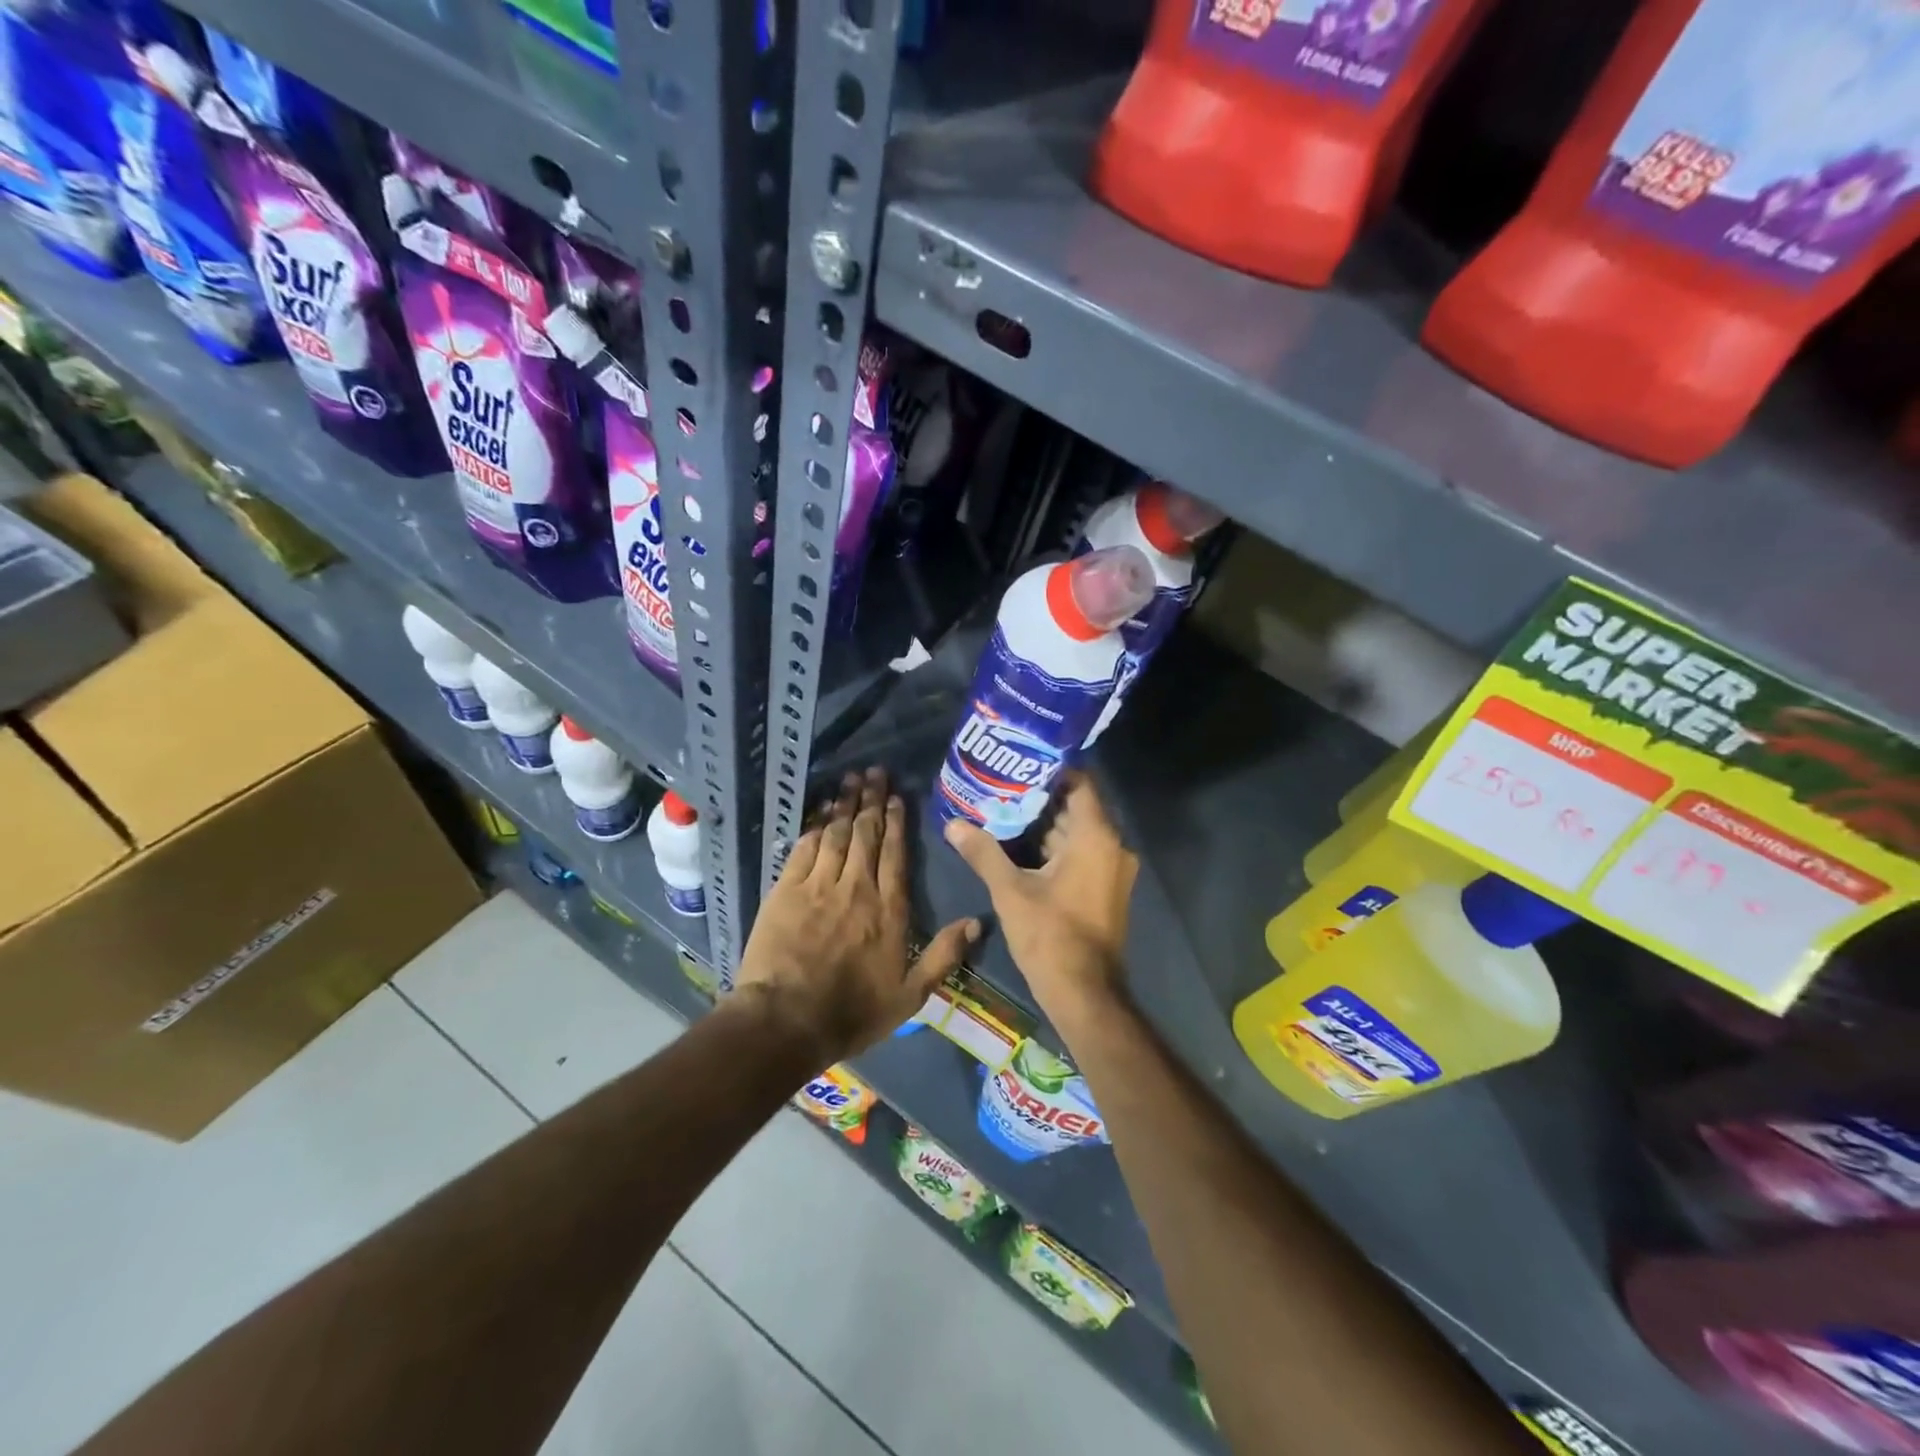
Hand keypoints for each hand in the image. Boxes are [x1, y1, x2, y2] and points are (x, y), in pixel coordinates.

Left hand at [733, 767, 978, 1064]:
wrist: (787, 1021)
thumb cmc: (852, 1012)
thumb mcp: (910, 996)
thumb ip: (944, 956)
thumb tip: (978, 922)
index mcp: (888, 910)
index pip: (895, 855)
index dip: (896, 823)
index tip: (897, 798)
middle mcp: (857, 888)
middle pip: (866, 835)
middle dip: (872, 801)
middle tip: (875, 772)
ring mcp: (819, 886)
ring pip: (837, 834)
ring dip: (845, 804)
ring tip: (851, 779)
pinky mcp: (787, 890)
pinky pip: (805, 848)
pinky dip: (815, 826)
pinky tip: (820, 811)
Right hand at [943, 772, 1136, 1029]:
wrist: (1084, 994)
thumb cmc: (1050, 936)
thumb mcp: (1010, 891)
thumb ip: (983, 853)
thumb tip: (952, 824)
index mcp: (1096, 837)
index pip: (1079, 783)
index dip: (1050, 770)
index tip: (1018, 762)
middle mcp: (1112, 846)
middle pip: (1075, 807)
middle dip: (1038, 798)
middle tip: (1000, 786)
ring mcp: (1112, 869)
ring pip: (1076, 833)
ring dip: (1043, 824)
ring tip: (1003, 811)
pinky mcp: (1105, 888)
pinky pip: (1081, 854)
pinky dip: (1054, 847)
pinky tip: (1019, 846)